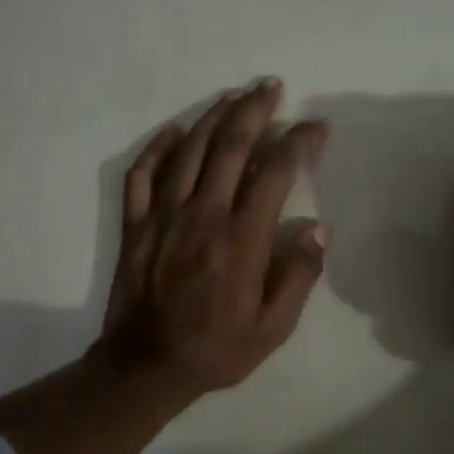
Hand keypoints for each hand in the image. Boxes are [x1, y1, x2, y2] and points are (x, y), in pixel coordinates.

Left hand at [98, 78, 329, 401]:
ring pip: (188, 149)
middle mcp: (203, 215)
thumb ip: (299, 276)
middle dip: (255, 109)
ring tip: (235, 95)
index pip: (275, 172)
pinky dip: (158, 147)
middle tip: (272, 85)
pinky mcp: (135, 224)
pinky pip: (142, 173)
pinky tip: (175, 130)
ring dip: (214, 116)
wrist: (145, 367)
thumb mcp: (273, 327)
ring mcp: (164, 215)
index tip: (316, 127)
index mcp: (242, 239)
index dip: (299, 142)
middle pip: (230, 145)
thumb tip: (317, 228)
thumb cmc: (216, 349)